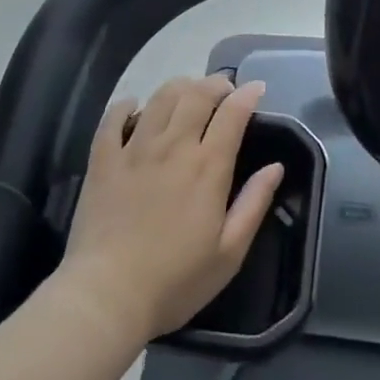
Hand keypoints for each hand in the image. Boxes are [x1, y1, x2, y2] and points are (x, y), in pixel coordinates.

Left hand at [59, 75, 284, 347]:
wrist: (106, 296)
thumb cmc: (175, 281)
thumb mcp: (229, 253)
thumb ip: (254, 204)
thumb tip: (275, 167)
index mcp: (207, 167)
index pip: (232, 114)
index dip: (247, 95)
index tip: (256, 88)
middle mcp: (173, 146)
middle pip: (196, 95)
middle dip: (215, 83)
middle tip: (224, 88)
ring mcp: (134, 149)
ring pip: (159, 98)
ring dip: (179, 86)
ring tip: (188, 91)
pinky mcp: (103, 160)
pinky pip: (113, 118)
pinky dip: (127, 105)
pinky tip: (135, 106)